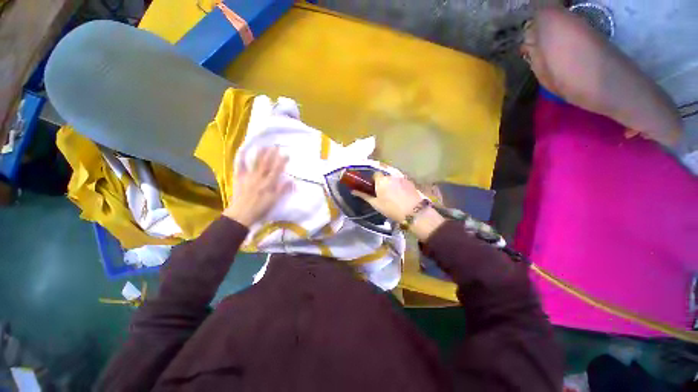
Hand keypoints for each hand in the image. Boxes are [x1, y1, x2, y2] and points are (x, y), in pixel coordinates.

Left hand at [223, 147, 290, 226]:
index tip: (286, 153)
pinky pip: (239, 166)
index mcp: (269, 183)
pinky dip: (240, 158)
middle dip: (271, 154)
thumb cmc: (260, 208)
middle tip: (275, 146)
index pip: (277, 169)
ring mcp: (248, 177)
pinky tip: (242, 151)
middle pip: (266, 163)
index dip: (282, 161)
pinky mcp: (238, 178)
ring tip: (263, 146)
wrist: (241, 214)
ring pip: (255, 163)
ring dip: (259, 154)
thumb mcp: (274, 200)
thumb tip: (292, 180)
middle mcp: (259, 177)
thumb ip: (283, 190)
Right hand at [352, 173, 444, 240]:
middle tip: (382, 192)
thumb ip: (364, 196)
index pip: (374, 174)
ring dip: (391, 183)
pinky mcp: (410, 181)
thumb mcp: (375, 204)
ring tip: (392, 194)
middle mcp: (391, 175)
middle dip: (382, 182)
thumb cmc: (391, 208)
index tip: (373, 188)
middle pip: (384, 176)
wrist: (413, 212)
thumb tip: (353, 191)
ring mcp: (402, 177)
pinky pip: (401, 181)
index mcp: (381, 180)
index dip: (373, 180)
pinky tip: (400, 194)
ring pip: (393, 178)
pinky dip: (399, 185)